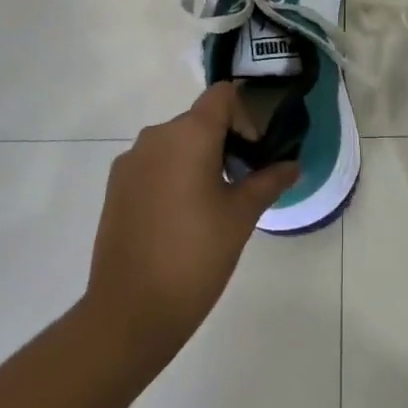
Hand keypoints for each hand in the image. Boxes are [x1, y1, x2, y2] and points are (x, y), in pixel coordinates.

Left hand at [84, 83, 297, 368]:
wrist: (130, 312)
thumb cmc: (195, 256)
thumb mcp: (241, 216)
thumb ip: (269, 181)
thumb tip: (292, 165)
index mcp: (188, 134)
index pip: (223, 95)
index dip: (246, 115)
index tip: (255, 152)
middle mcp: (155, 136)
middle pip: (200, 119)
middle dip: (226, 141)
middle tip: (243, 181)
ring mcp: (130, 161)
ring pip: (176, 142)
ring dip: (199, 158)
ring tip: (213, 203)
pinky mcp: (115, 186)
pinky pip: (154, 164)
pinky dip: (173, 175)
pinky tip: (182, 217)